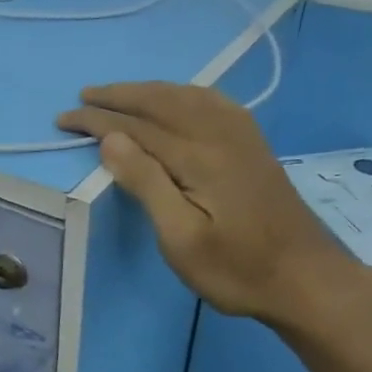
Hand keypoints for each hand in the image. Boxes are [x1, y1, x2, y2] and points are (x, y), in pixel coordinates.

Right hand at [57, 81, 358, 322]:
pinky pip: (212, 102)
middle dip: (118, 96)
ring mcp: (242, 137)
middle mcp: (220, 134)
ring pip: (187, 96)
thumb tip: (111, 139)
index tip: (64, 119)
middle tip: (82, 97)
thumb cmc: (236, 269)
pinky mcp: (253, 145)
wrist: (307, 280)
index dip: (97, 120)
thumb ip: (146, 183)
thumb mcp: (181, 238)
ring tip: (119, 94)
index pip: (136, 126)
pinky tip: (177, 100)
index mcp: (199, 157)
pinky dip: (183, 93)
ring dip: (149, 90)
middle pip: (162, 101)